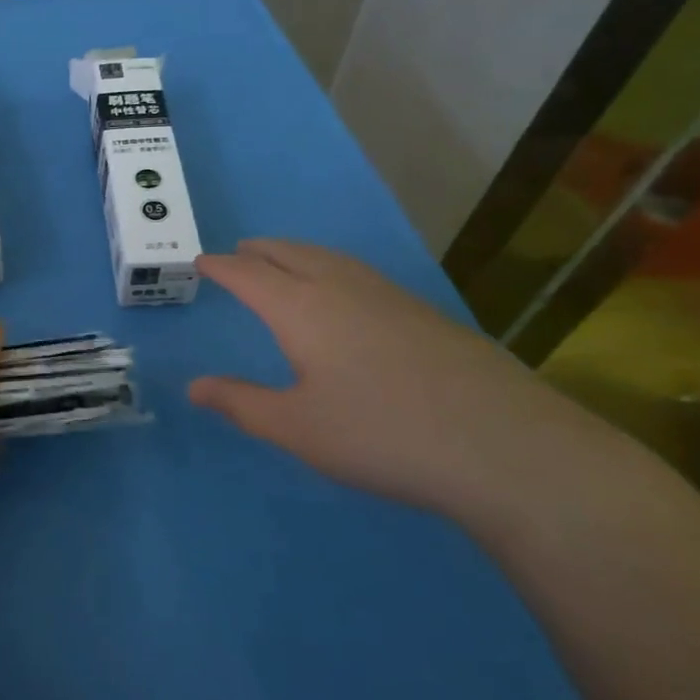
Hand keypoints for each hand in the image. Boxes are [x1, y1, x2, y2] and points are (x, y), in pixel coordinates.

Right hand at [190, 240, 597, 516]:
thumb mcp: (297, 428)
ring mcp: (388, 296)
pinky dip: (331, 268)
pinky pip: (359, 273)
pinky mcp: (424, 313)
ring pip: (328, 258)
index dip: (220, 267)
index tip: (200, 261)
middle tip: (238, 254)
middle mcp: (340, 288)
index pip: (248, 275)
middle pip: (289, 254)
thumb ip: (241, 403)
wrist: (505, 447)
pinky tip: (345, 293)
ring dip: (296, 254)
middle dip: (258, 252)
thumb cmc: (382, 435)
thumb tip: (193, 386)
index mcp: (300, 308)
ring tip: (284, 262)